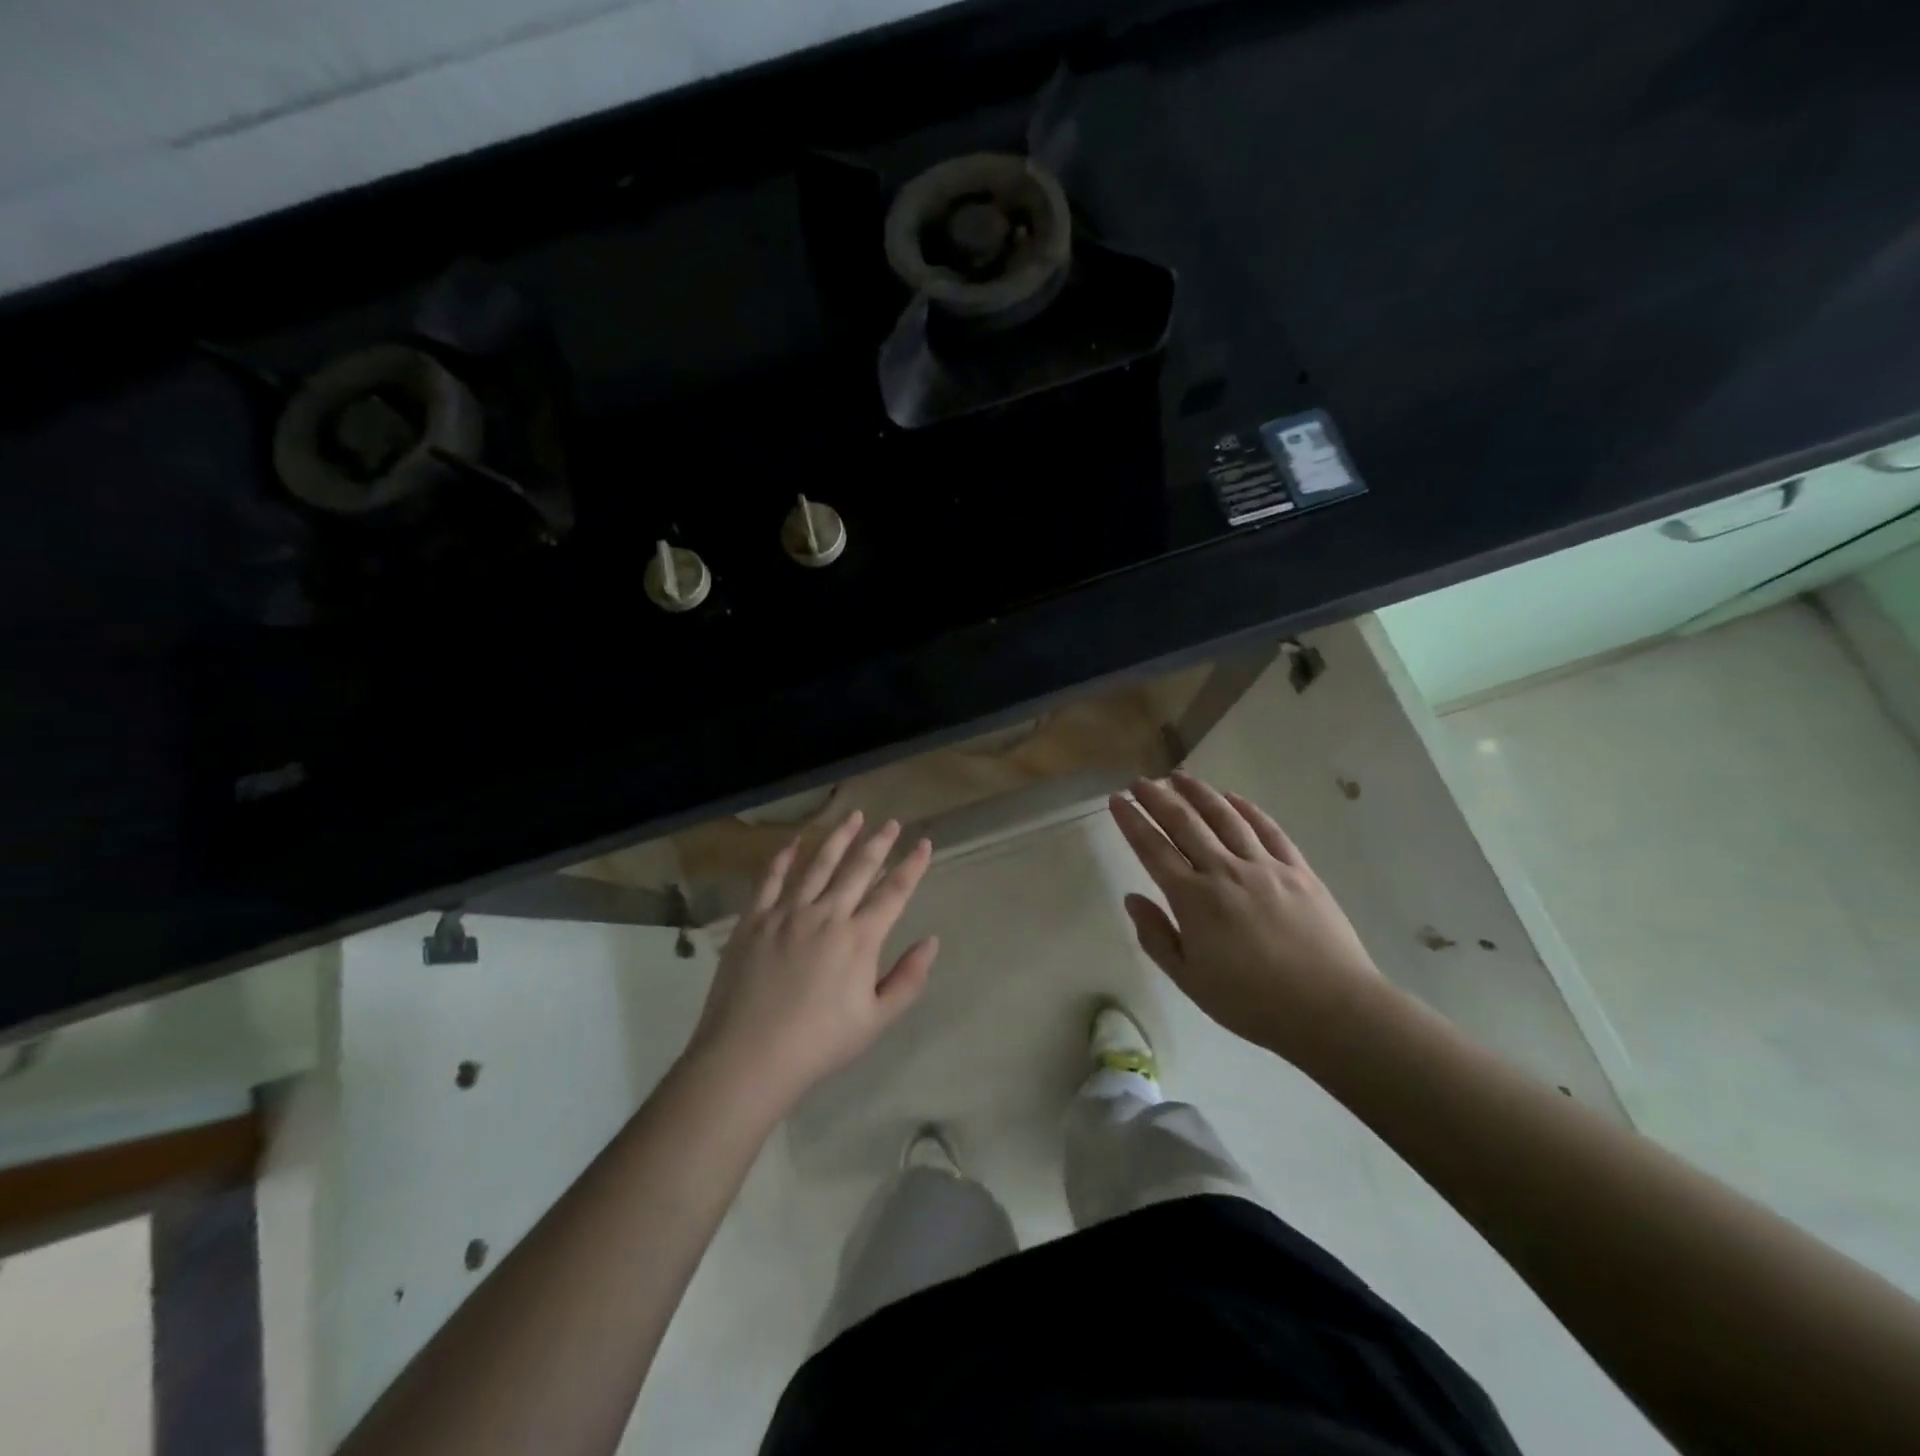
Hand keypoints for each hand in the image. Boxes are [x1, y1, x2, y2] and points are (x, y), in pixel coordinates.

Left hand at [686, 811, 938, 1113]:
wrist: (749, 1056)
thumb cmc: (819, 1043)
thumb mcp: (876, 1020)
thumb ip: (908, 979)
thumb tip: (931, 942)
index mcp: (859, 938)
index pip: (894, 892)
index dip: (912, 866)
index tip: (924, 843)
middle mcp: (826, 914)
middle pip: (858, 869)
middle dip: (878, 843)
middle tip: (890, 822)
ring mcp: (787, 913)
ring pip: (818, 864)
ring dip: (838, 838)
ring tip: (853, 817)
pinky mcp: (754, 920)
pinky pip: (771, 879)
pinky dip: (784, 857)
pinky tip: (794, 842)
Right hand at [1109, 772, 1386, 1061]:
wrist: (1331, 1009)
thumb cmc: (1252, 1003)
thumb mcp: (1189, 980)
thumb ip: (1156, 937)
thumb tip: (1132, 898)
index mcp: (1193, 899)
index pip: (1153, 850)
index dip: (1132, 822)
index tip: (1117, 800)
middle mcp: (1224, 872)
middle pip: (1185, 823)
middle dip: (1158, 798)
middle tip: (1140, 780)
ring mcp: (1264, 866)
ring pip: (1225, 817)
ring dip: (1199, 793)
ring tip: (1180, 776)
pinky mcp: (1298, 870)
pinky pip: (1268, 830)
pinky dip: (1247, 809)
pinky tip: (1233, 798)